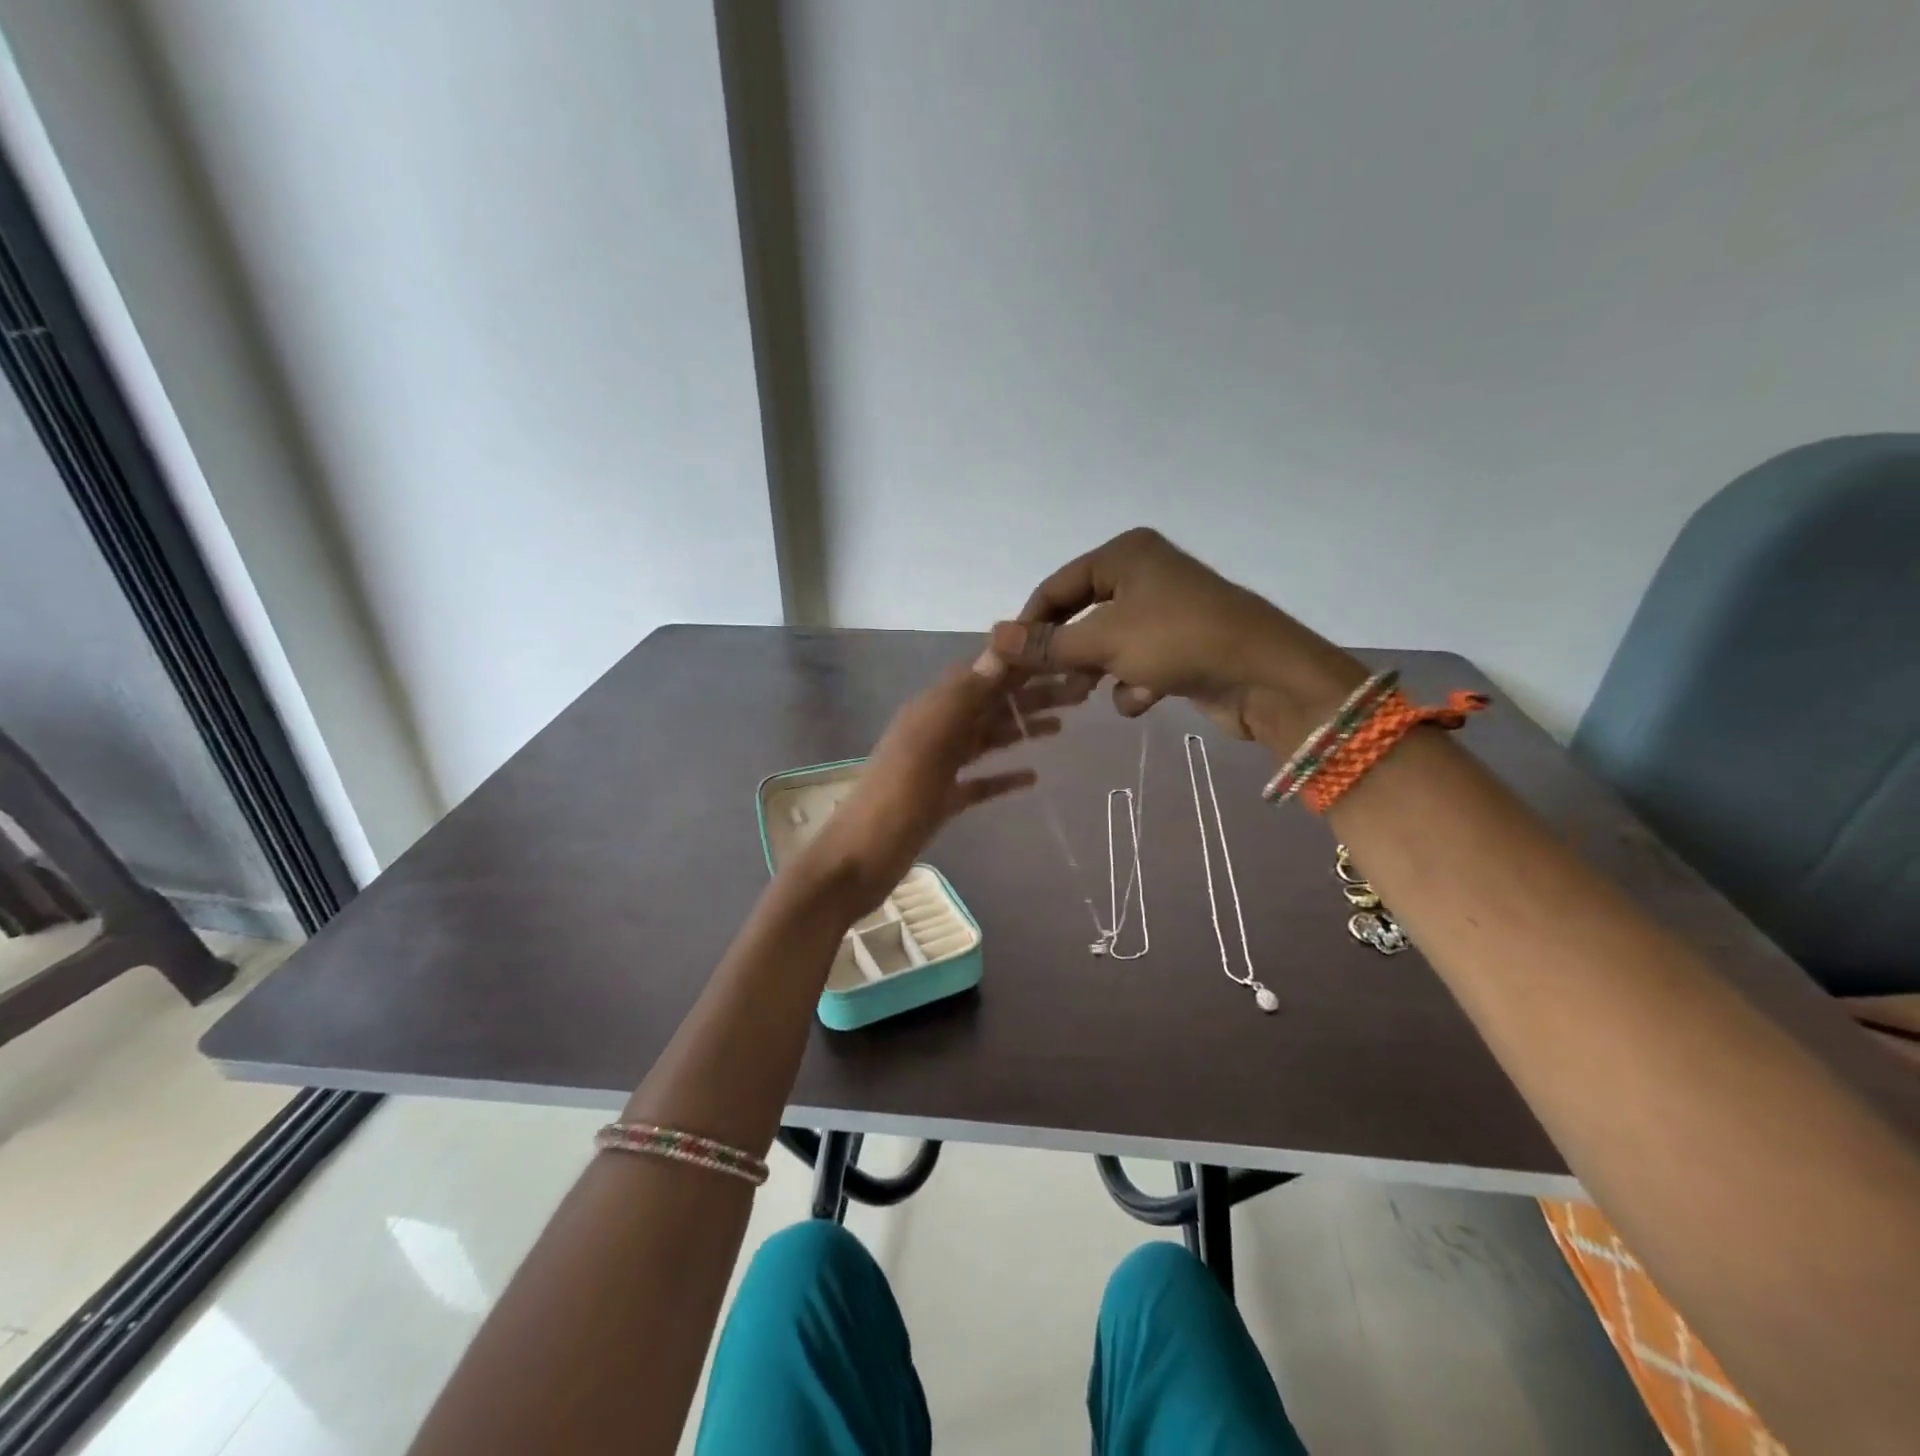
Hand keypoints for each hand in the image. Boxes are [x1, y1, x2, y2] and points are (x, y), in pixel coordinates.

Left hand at [799, 656, 1092, 912]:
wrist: (858, 862)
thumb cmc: (895, 801)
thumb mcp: (929, 743)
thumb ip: (964, 698)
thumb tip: (1001, 648)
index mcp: (931, 711)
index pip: (983, 675)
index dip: (1020, 665)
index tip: (1061, 655)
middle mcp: (936, 732)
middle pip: (990, 706)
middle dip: (1031, 697)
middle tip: (1079, 693)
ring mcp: (938, 768)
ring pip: (987, 740)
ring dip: (1022, 730)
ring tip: (1062, 726)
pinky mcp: (941, 801)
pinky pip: (978, 782)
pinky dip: (1003, 776)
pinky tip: (1031, 777)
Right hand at [989, 528, 1365, 744]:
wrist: (1266, 676)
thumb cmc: (1178, 640)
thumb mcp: (1104, 641)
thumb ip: (1047, 644)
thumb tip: (991, 638)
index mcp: (1125, 555)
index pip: (1056, 588)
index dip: (1029, 625)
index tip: (1007, 663)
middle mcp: (1144, 575)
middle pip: (1081, 617)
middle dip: (1067, 654)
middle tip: (1046, 683)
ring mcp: (1166, 612)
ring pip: (1108, 644)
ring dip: (1099, 671)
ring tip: (1090, 693)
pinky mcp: (1182, 646)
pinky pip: (1138, 663)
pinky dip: (1136, 684)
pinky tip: (1147, 696)